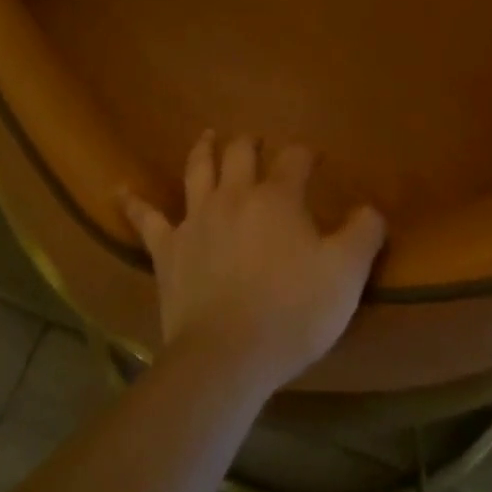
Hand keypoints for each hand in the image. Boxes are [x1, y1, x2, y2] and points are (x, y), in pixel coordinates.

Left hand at [121, 132, 385, 394]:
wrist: (227, 356)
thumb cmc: (292, 313)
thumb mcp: (346, 275)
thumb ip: (364, 235)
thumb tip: (372, 208)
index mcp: (277, 197)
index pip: (294, 159)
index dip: (305, 153)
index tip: (313, 157)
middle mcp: (235, 195)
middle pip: (241, 153)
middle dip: (251, 143)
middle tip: (256, 142)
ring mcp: (197, 218)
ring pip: (198, 169)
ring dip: (205, 149)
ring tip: (208, 135)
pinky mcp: (168, 248)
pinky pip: (147, 219)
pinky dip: (134, 203)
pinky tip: (119, 190)